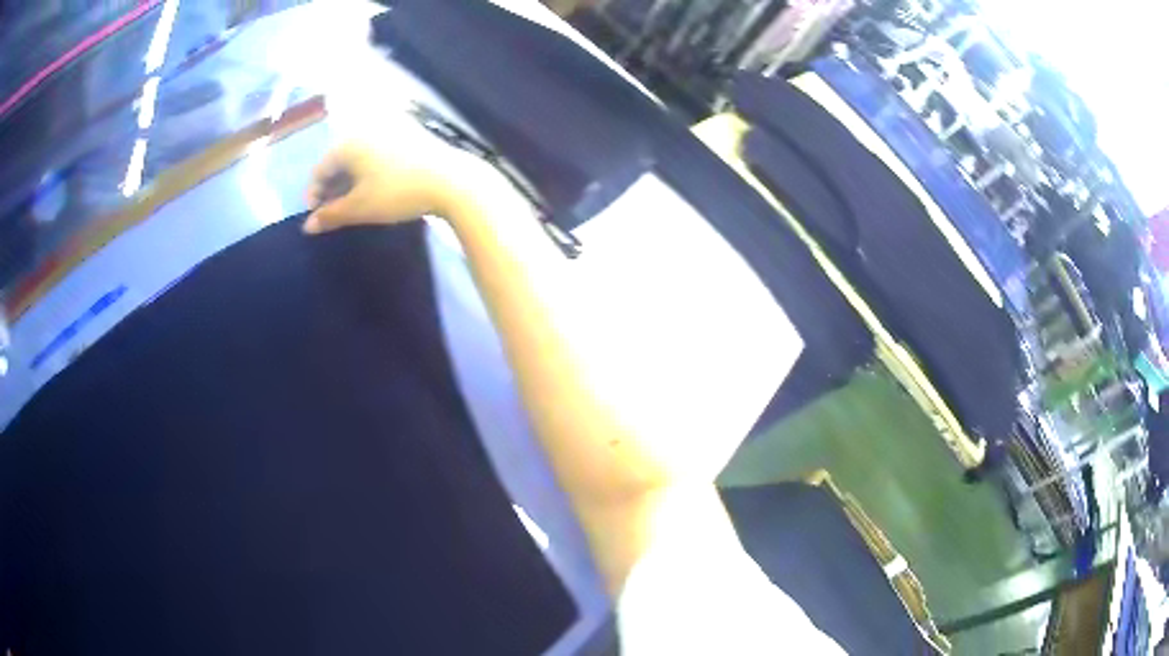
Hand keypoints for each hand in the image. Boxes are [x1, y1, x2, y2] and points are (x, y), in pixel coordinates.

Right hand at [302, 136, 471, 233]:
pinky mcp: (409, 136)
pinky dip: (369, 172)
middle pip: (339, 161)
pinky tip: (375, 190)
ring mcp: (390, 130)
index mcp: (349, 143)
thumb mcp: (360, 208)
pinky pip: (378, 154)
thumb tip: (307, 226)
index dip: (313, 194)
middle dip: (331, 188)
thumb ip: (330, 216)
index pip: (320, 169)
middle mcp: (366, 130)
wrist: (453, 181)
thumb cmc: (398, 193)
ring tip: (352, 205)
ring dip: (350, 181)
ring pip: (359, 158)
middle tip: (332, 213)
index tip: (315, 218)